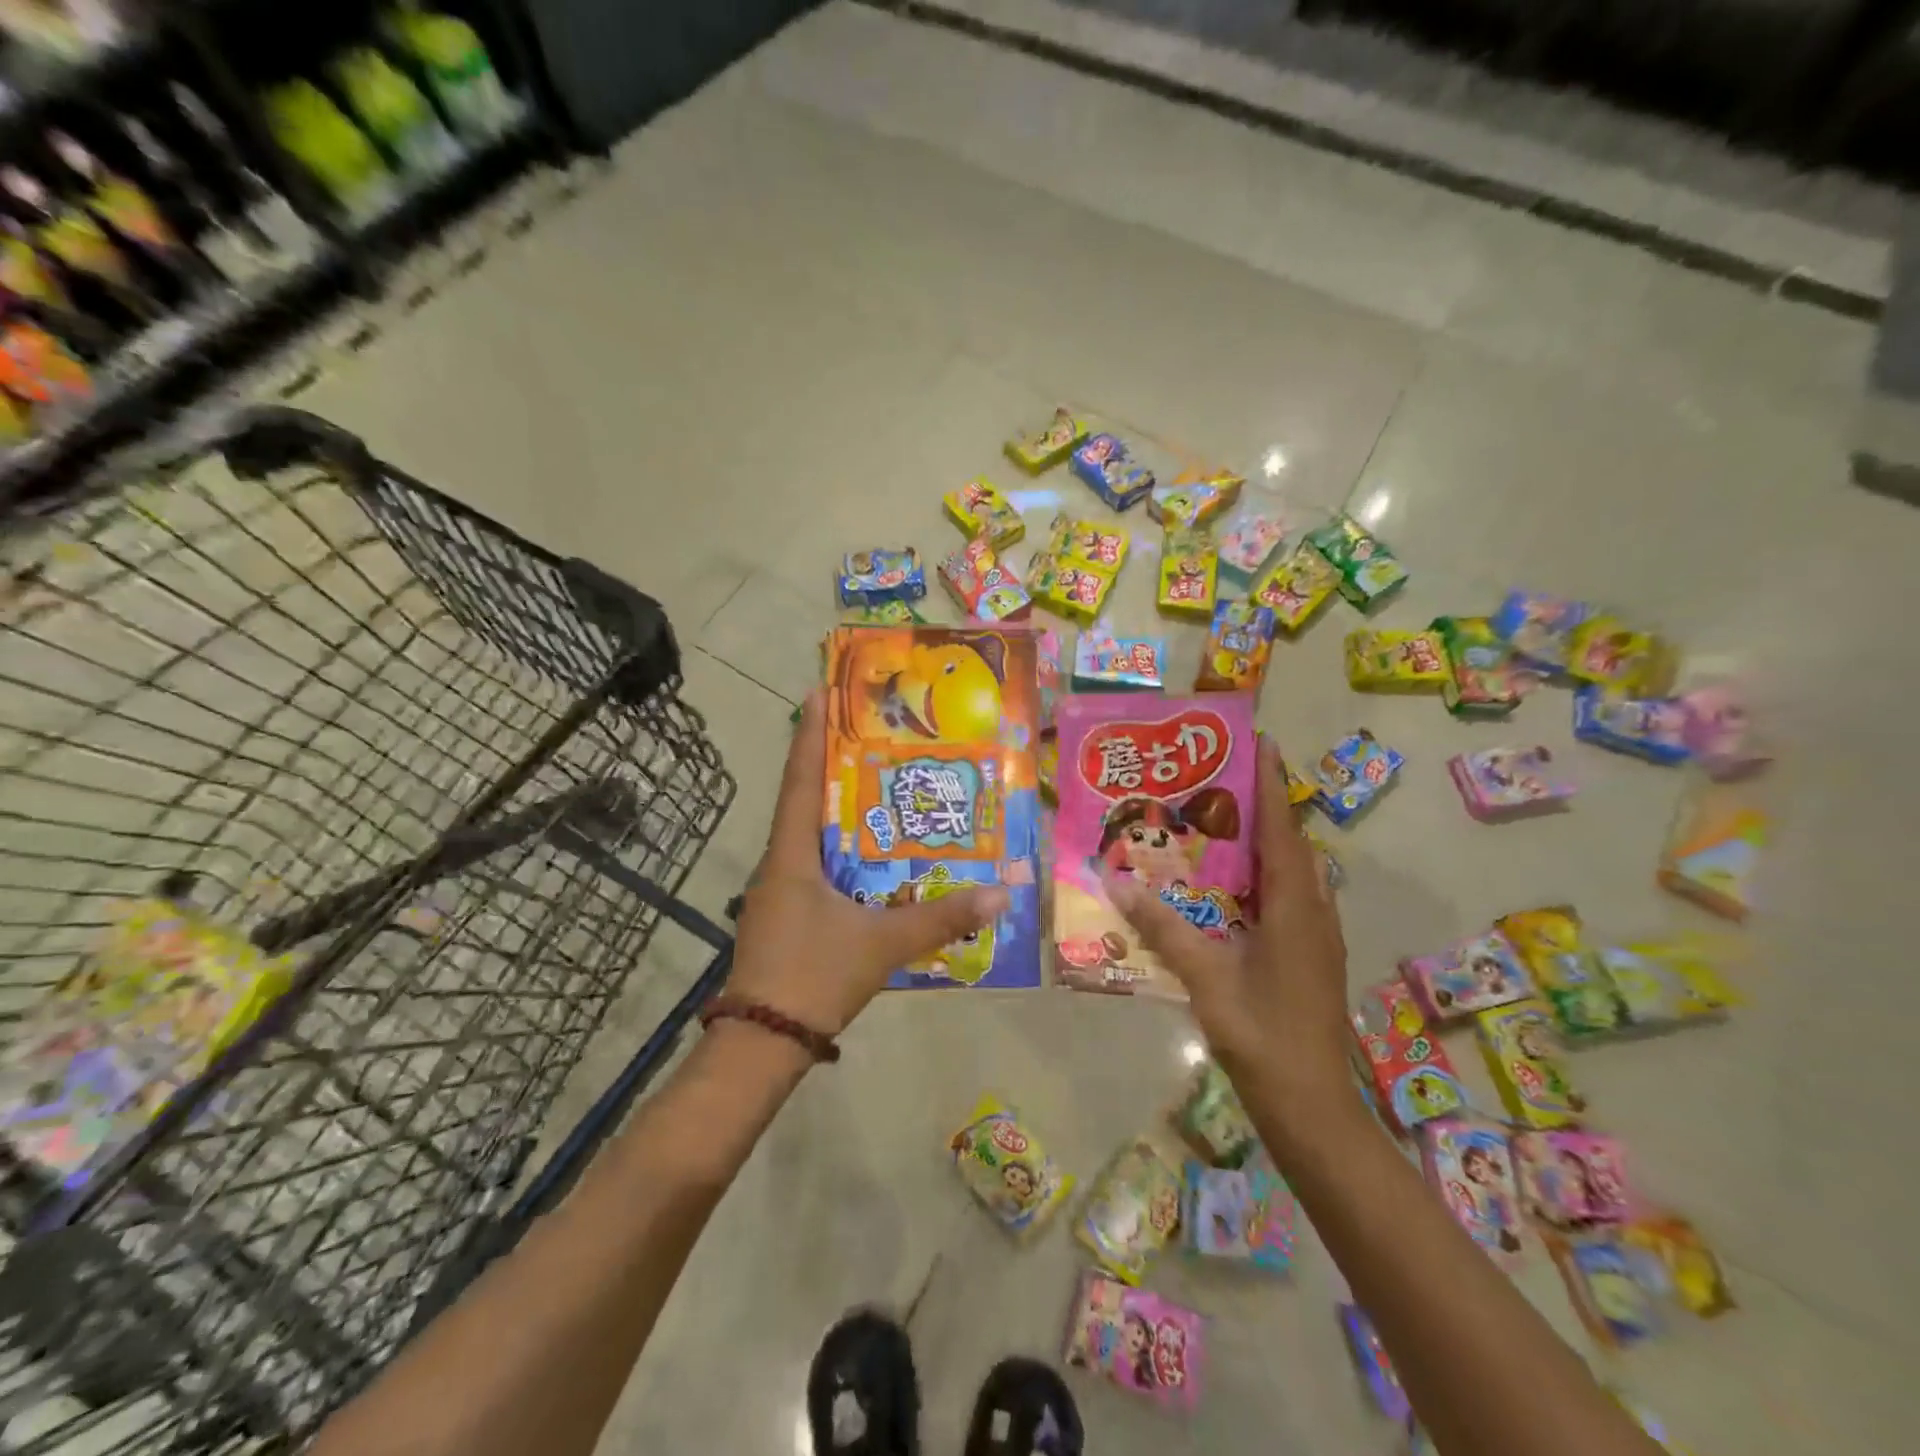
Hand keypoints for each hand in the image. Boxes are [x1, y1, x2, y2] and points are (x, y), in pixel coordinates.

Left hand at [727, 690, 1008, 1036]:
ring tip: (879, 792)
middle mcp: (779, 864)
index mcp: (792, 855)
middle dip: (832, 768)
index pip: (799, 780)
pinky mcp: (784, 917)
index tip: (816, 692)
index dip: (808, 735)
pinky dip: (842, 854)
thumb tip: (998, 894)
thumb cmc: (814, 976)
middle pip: (805, 802)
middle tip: (871, 738)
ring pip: (811, 839)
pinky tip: (871, 862)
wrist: (763, 1044)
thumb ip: (940, 918)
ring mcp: (778, 893)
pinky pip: (815, 869)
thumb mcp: (882, 944)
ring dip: (839, 814)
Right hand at [1102, 737, 1351, 1107]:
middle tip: (1219, 781)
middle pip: (1291, 844)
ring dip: (1266, 842)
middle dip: (1263, 807)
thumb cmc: (1262, 1035)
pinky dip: (1265, 876)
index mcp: (1294, 908)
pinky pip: (1290, 897)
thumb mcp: (1205, 978)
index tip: (1260, 742)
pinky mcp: (1313, 956)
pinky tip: (1230, 888)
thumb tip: (1117, 881)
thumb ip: (1162, 927)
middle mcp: (1313, 911)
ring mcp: (1317, 936)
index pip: (1281, 830)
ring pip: (1294, 872)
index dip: (1270, 784)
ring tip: (1220, 825)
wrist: (1312, 1106)